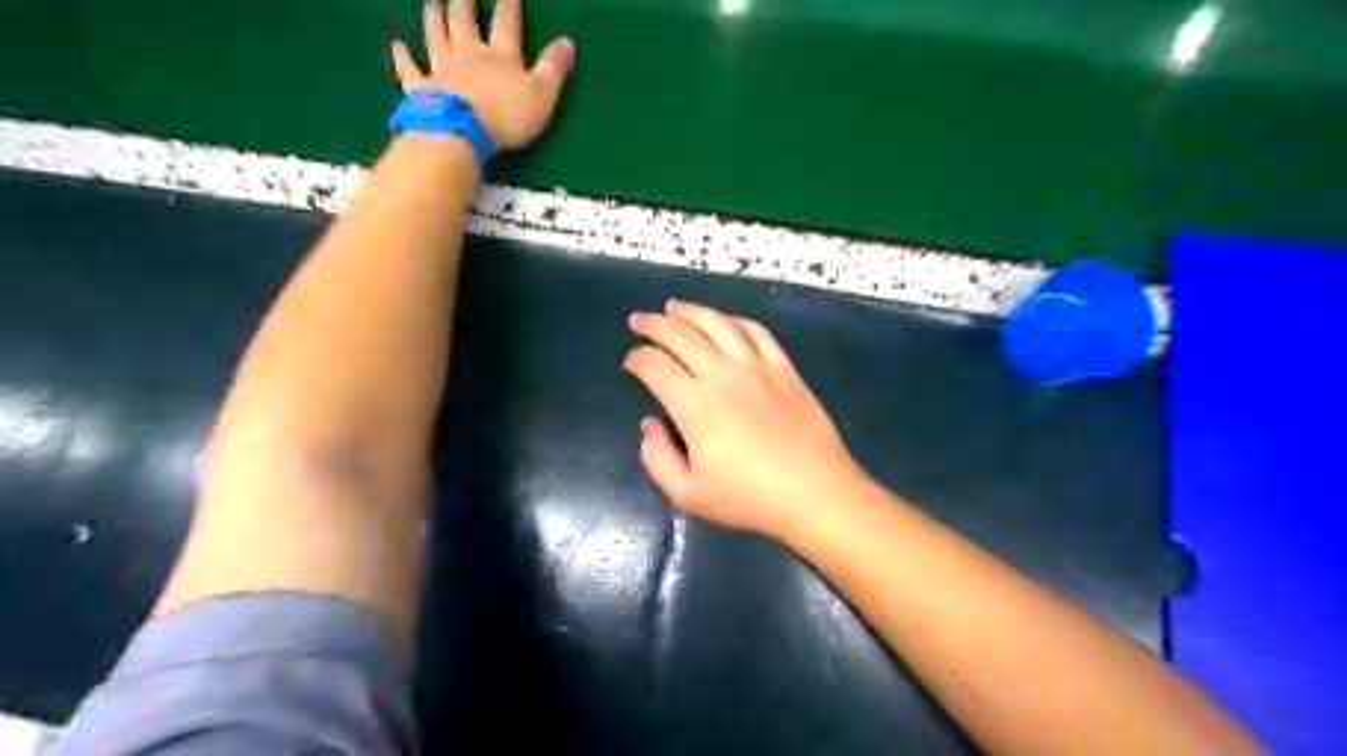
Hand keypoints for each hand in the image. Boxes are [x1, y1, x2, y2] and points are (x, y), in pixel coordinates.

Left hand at [393, 0, 575, 149]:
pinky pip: (409, 69)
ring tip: (432, 3)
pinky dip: (402, 57)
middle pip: (464, 22)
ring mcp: (441, 69)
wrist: (461, 131)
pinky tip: (397, 45)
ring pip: (436, 36)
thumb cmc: (507, 117)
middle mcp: (468, 54)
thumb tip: (568, 41)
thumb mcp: (542, 95)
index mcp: (500, 57)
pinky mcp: (421, 88)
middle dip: (464, 3)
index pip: (506, 24)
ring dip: (434, 18)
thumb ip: (553, 69)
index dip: (508, 6)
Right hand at [623, 297, 861, 533]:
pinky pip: (757, 333)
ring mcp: (757, 367)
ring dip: (691, 311)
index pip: (655, 366)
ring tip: (673, 306)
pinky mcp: (784, 369)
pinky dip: (736, 321)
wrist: (814, 492)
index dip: (637, 359)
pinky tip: (725, 320)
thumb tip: (649, 425)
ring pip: (718, 324)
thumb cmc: (749, 498)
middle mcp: (723, 374)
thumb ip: (657, 458)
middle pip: (681, 335)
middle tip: (638, 320)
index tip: (630, 362)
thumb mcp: (688, 494)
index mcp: (695, 404)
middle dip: (654, 324)